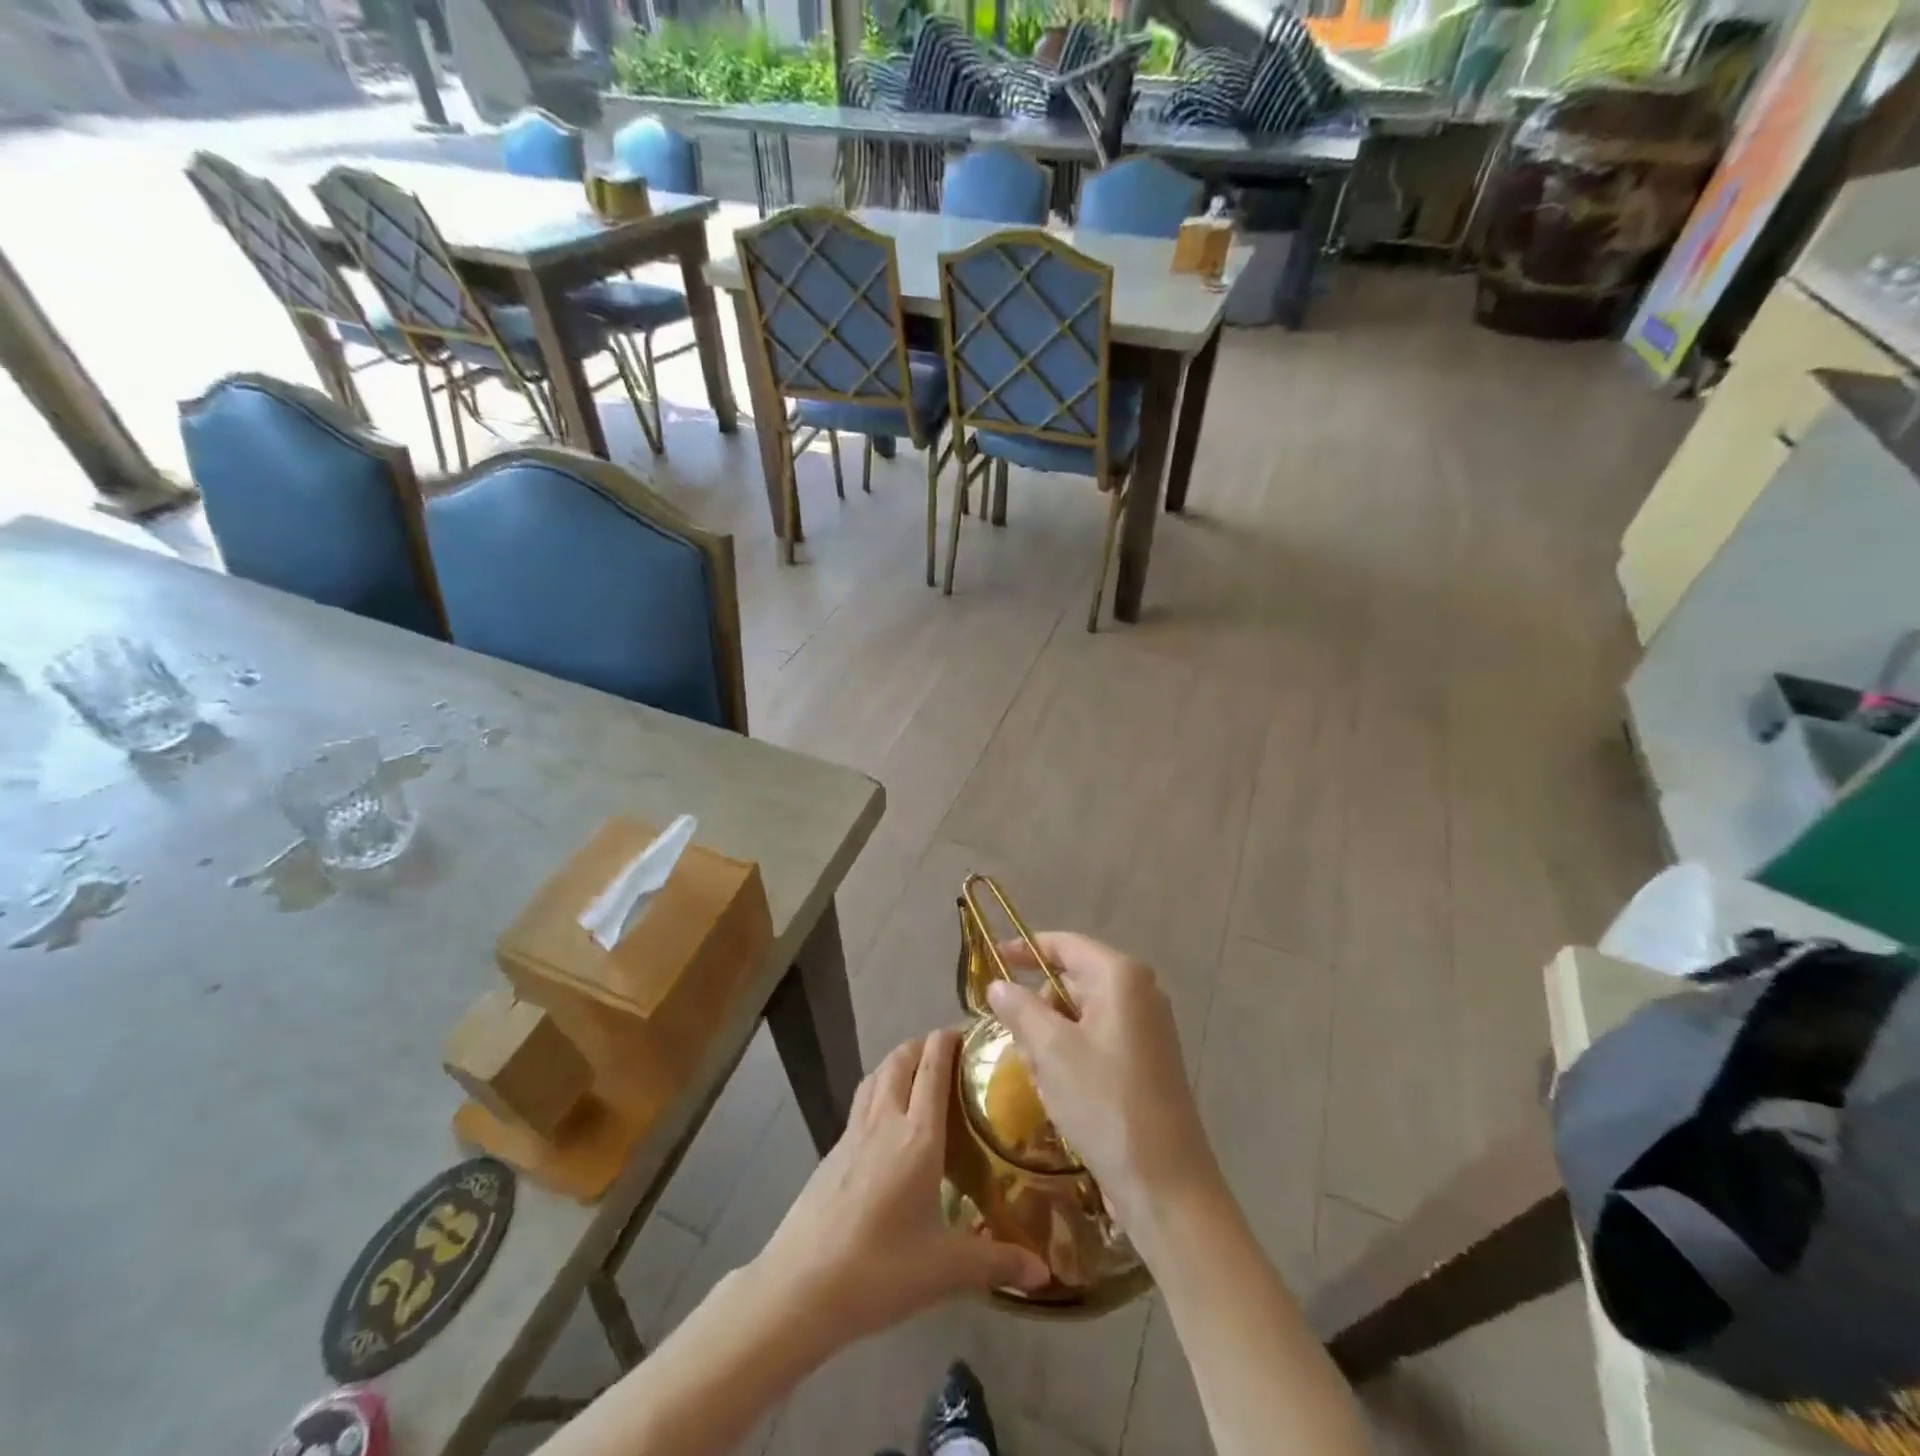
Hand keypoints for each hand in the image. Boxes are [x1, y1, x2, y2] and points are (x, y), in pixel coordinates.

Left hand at [753, 1030, 1049, 1348]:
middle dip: (923, 1045)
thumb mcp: (945, 1270)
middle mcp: (885, 1121)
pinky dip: (878, 1089)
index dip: (949, 1041)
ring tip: (917, 1070)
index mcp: (917, 1136)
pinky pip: (861, 1101)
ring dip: (897, 1061)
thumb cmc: (880, 1270)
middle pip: (901, 1060)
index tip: (969, 1031)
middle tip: (949, 1052)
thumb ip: (997, 1262)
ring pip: (876, 1075)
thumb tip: (1046, 1272)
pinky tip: (885, 1118)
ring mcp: (853, 1133)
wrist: (800, 1287)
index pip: (934, 1068)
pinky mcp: (832, 1151)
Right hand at [988, 933, 1221, 1229]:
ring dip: (1051, 1038)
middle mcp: (1140, 993)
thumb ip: (1020, 1008)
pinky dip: (1071, 1057)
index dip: (1025, 949)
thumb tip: (998, 984)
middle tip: (1010, 1037)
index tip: (991, 960)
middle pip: (1072, 980)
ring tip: (1036, 1075)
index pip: (1065, 945)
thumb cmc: (1105, 1104)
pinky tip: (1057, 1092)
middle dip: (1037, 1006)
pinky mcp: (1146, 1062)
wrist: (1166, 1186)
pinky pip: (1096, 1041)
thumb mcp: (1051, 1051)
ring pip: (1080, 1015)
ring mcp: (1147, 1029)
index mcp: (1121, 977)